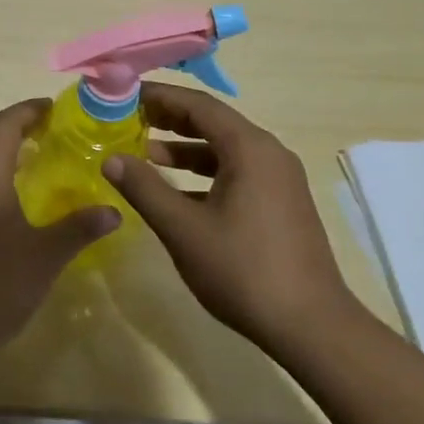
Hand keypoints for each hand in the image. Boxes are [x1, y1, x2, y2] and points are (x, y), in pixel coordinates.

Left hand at [0, 100, 117, 386]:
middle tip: (54, 135)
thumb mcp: (44, 257)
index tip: (57, 110)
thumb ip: (80, 227)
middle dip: (17, 130)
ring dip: (0, 155)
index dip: (30, 111)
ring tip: (36, 164)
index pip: (5, 123)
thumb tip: (114, 210)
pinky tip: (7, 203)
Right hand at [102, 84, 355, 355]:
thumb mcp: (183, 229)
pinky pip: (237, 172)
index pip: (198, 104)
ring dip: (185, 148)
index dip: (159, 97)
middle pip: (213, 122)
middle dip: (169, 119)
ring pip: (224, 149)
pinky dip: (204, 173)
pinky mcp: (281, 203)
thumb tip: (111, 159)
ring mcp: (279, 179)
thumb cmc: (243, 270)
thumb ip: (145, 189)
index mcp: (249, 148)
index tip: (124, 97)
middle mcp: (269, 153)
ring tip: (145, 154)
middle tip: (128, 120)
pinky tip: (177, 192)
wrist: (311, 326)